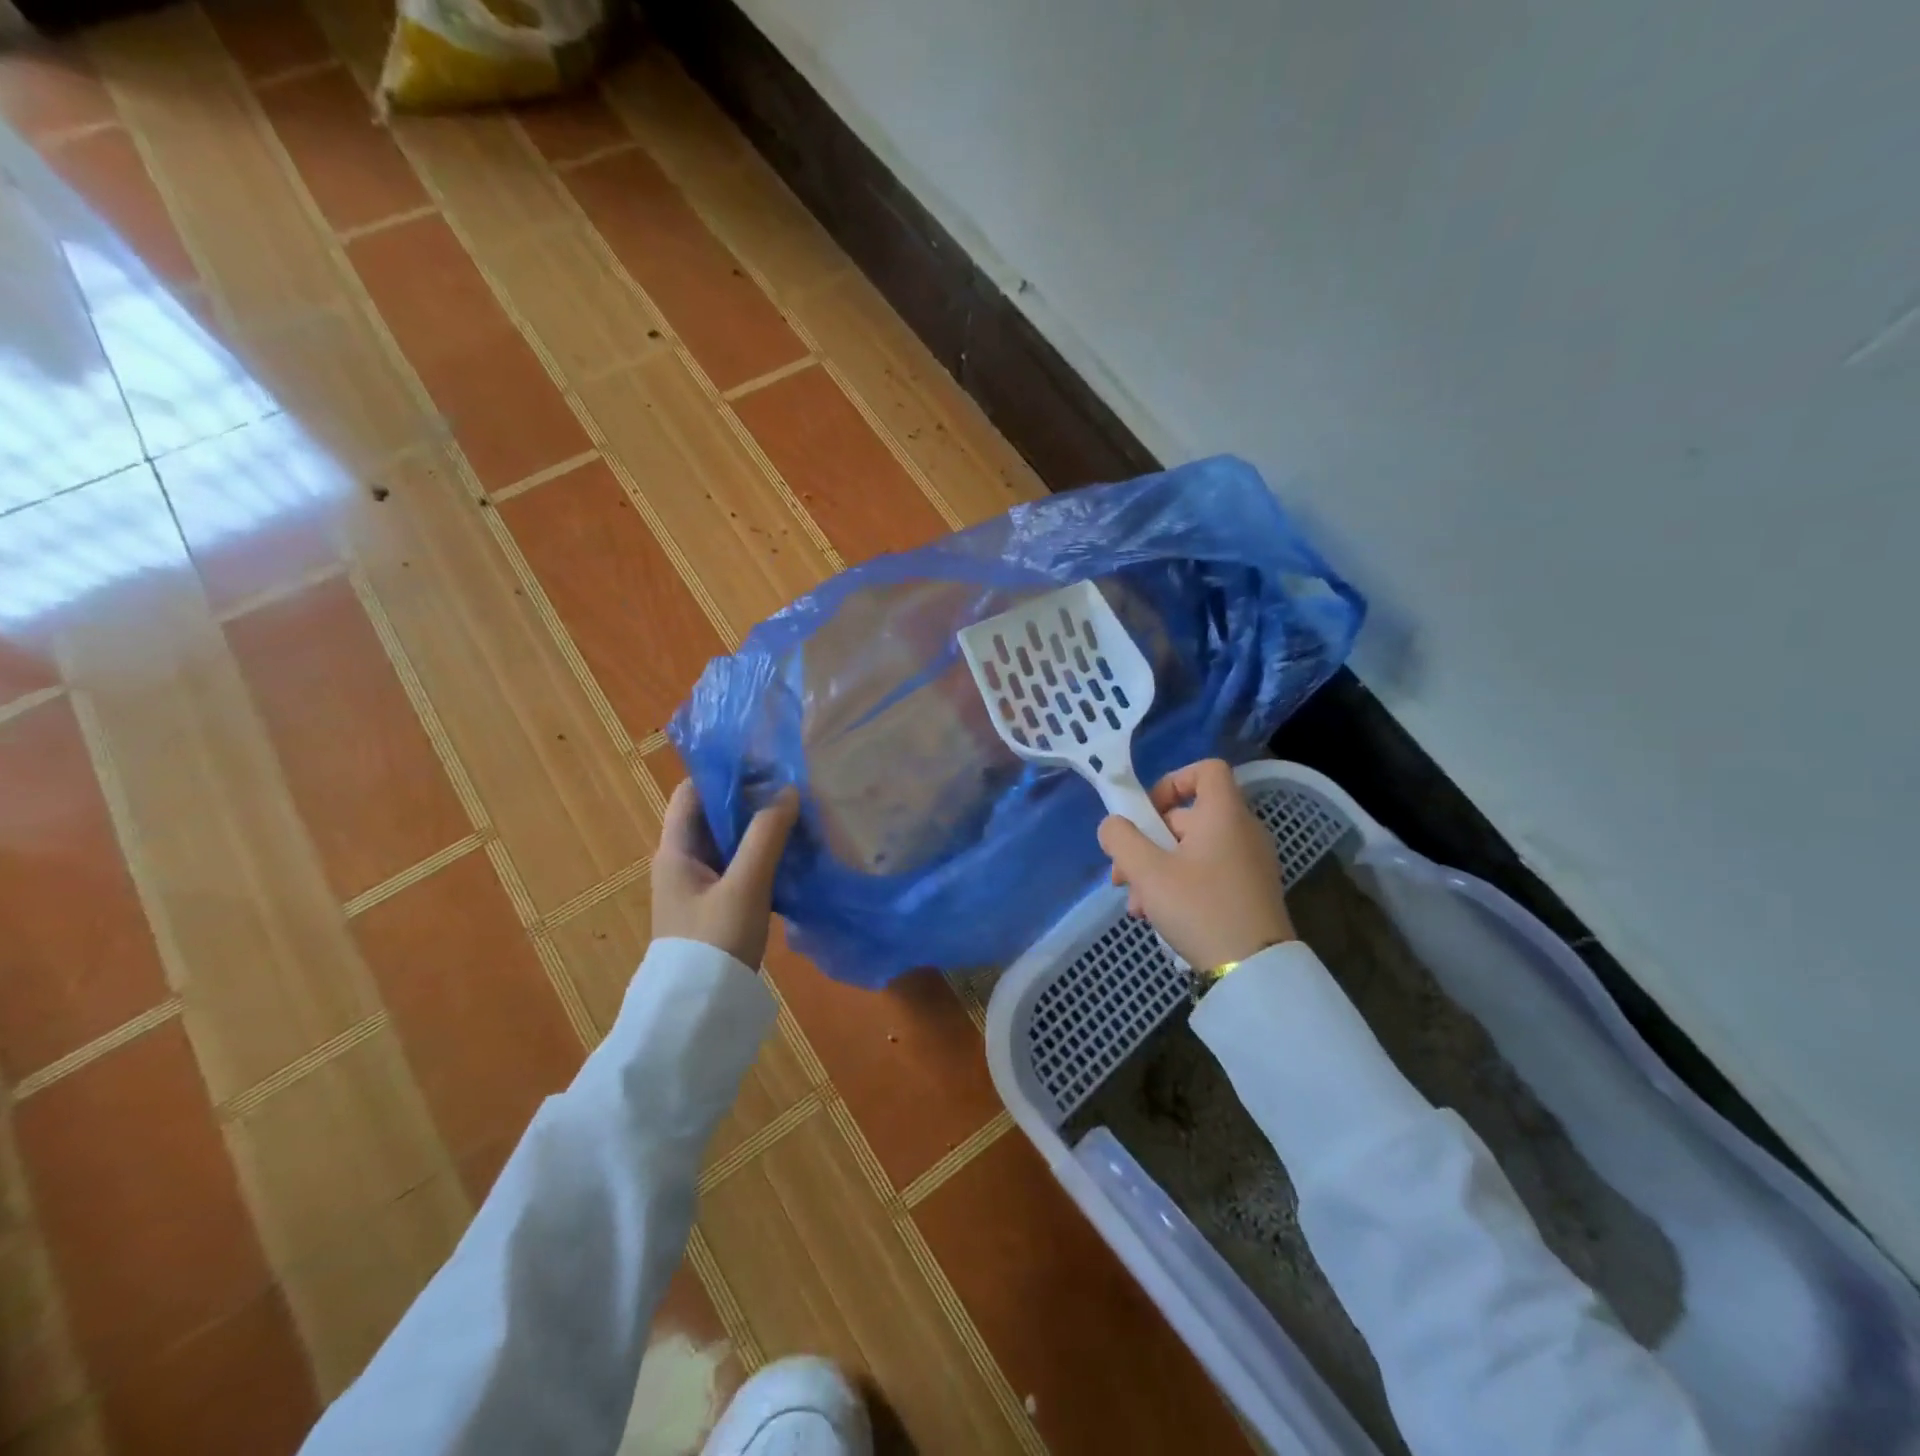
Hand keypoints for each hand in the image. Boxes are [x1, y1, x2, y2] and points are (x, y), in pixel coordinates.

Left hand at [653, 780, 799, 969]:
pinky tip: (793, 858)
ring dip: (761, 830)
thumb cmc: (715, 941)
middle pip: (714, 816)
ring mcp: (699, 886)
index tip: (766, 768)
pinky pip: (740, 867)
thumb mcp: (745, 886)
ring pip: (730, 842)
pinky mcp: (716, 905)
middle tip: (793, 793)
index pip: (692, 792)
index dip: (725, 774)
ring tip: (800, 820)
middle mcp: (683, 862)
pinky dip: (763, 856)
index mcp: (676, 850)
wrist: (699, 1011)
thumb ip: (766, 836)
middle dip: (751, 801)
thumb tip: (788, 791)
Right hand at [1097, 758, 1295, 969]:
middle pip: (1187, 817)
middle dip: (1147, 843)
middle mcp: (1242, 831)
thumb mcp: (1147, 872)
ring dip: (1157, 870)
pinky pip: (1208, 873)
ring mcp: (1249, 863)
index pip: (1206, 770)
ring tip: (1137, 906)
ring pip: (1192, 851)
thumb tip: (1113, 825)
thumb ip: (1121, 839)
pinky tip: (1158, 917)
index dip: (1172, 781)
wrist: (1255, 971)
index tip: (1147, 813)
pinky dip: (1180, 885)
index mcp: (1224, 815)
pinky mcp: (1250, 892)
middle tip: (1122, 876)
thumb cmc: (1200, 908)